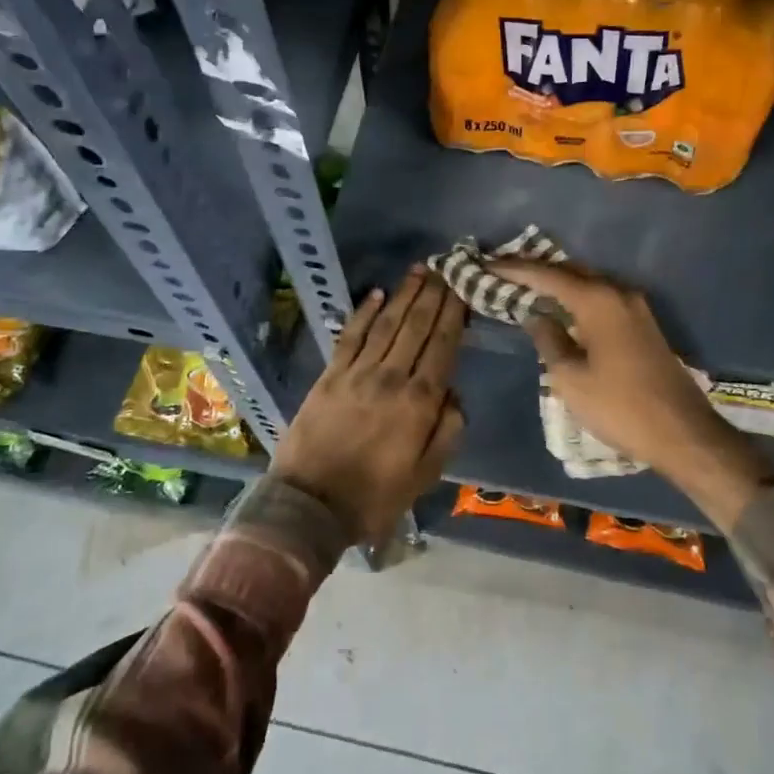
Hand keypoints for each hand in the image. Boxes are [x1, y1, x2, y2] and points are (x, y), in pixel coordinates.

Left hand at [270, 266, 466, 542]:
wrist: (310, 505)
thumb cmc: (375, 496)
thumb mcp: (425, 475)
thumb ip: (447, 431)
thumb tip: (454, 392)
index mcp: (418, 403)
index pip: (442, 346)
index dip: (453, 314)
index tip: (462, 288)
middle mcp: (391, 377)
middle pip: (416, 327)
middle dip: (433, 295)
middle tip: (445, 267)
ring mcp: (357, 373)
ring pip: (387, 324)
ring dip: (404, 295)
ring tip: (420, 271)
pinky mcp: (330, 375)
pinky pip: (351, 335)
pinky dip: (365, 312)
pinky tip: (378, 294)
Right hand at [491, 259, 745, 483]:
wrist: (682, 432)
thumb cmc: (619, 407)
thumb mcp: (570, 378)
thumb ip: (548, 339)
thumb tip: (535, 315)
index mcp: (597, 301)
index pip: (547, 275)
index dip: (514, 269)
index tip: (486, 263)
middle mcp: (618, 293)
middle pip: (569, 271)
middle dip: (535, 269)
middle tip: (501, 271)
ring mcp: (635, 307)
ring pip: (587, 283)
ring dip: (556, 282)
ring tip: (524, 285)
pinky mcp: (642, 324)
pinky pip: (600, 298)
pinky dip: (575, 297)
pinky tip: (559, 307)